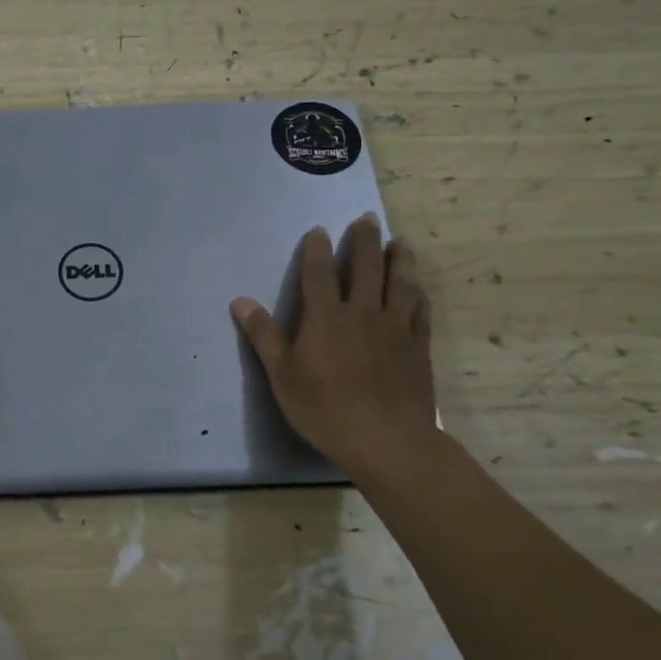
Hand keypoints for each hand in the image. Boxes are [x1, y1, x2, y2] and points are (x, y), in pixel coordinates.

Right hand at [231, 215, 437, 475]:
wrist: (386, 441)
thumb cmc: (325, 409)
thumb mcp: (282, 376)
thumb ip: (264, 336)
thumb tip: (240, 301)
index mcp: (326, 318)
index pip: (319, 274)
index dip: (318, 250)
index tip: (320, 230)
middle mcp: (362, 313)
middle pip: (366, 268)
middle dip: (365, 241)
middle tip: (367, 219)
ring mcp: (395, 328)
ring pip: (400, 283)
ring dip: (399, 259)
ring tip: (400, 242)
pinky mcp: (417, 347)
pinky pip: (420, 311)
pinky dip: (419, 294)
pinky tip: (419, 288)